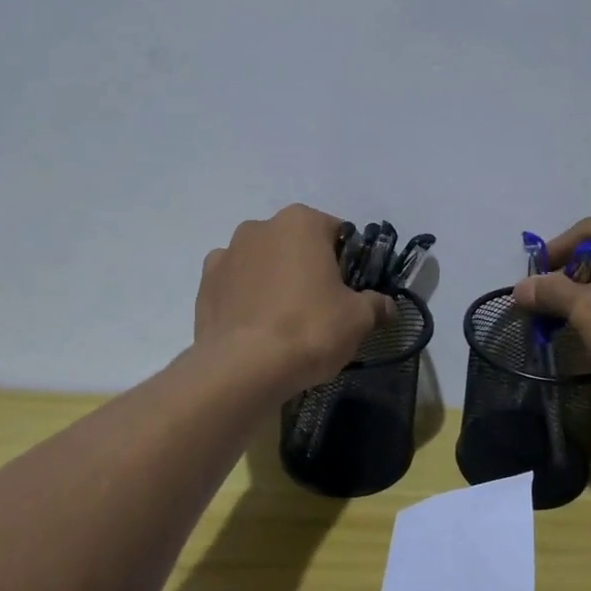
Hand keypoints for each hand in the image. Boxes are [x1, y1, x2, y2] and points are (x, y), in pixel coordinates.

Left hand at [195, 205, 394, 396]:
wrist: (243, 368)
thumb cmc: (309, 329)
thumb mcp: (358, 319)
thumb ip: (376, 305)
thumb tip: (386, 305)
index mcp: (300, 222)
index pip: (336, 232)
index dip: (347, 261)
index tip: (351, 289)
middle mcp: (259, 227)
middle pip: (295, 245)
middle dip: (308, 268)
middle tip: (321, 307)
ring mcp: (226, 254)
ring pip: (262, 263)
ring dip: (274, 281)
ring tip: (285, 321)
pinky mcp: (203, 285)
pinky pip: (235, 285)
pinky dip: (246, 298)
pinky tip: (256, 327)